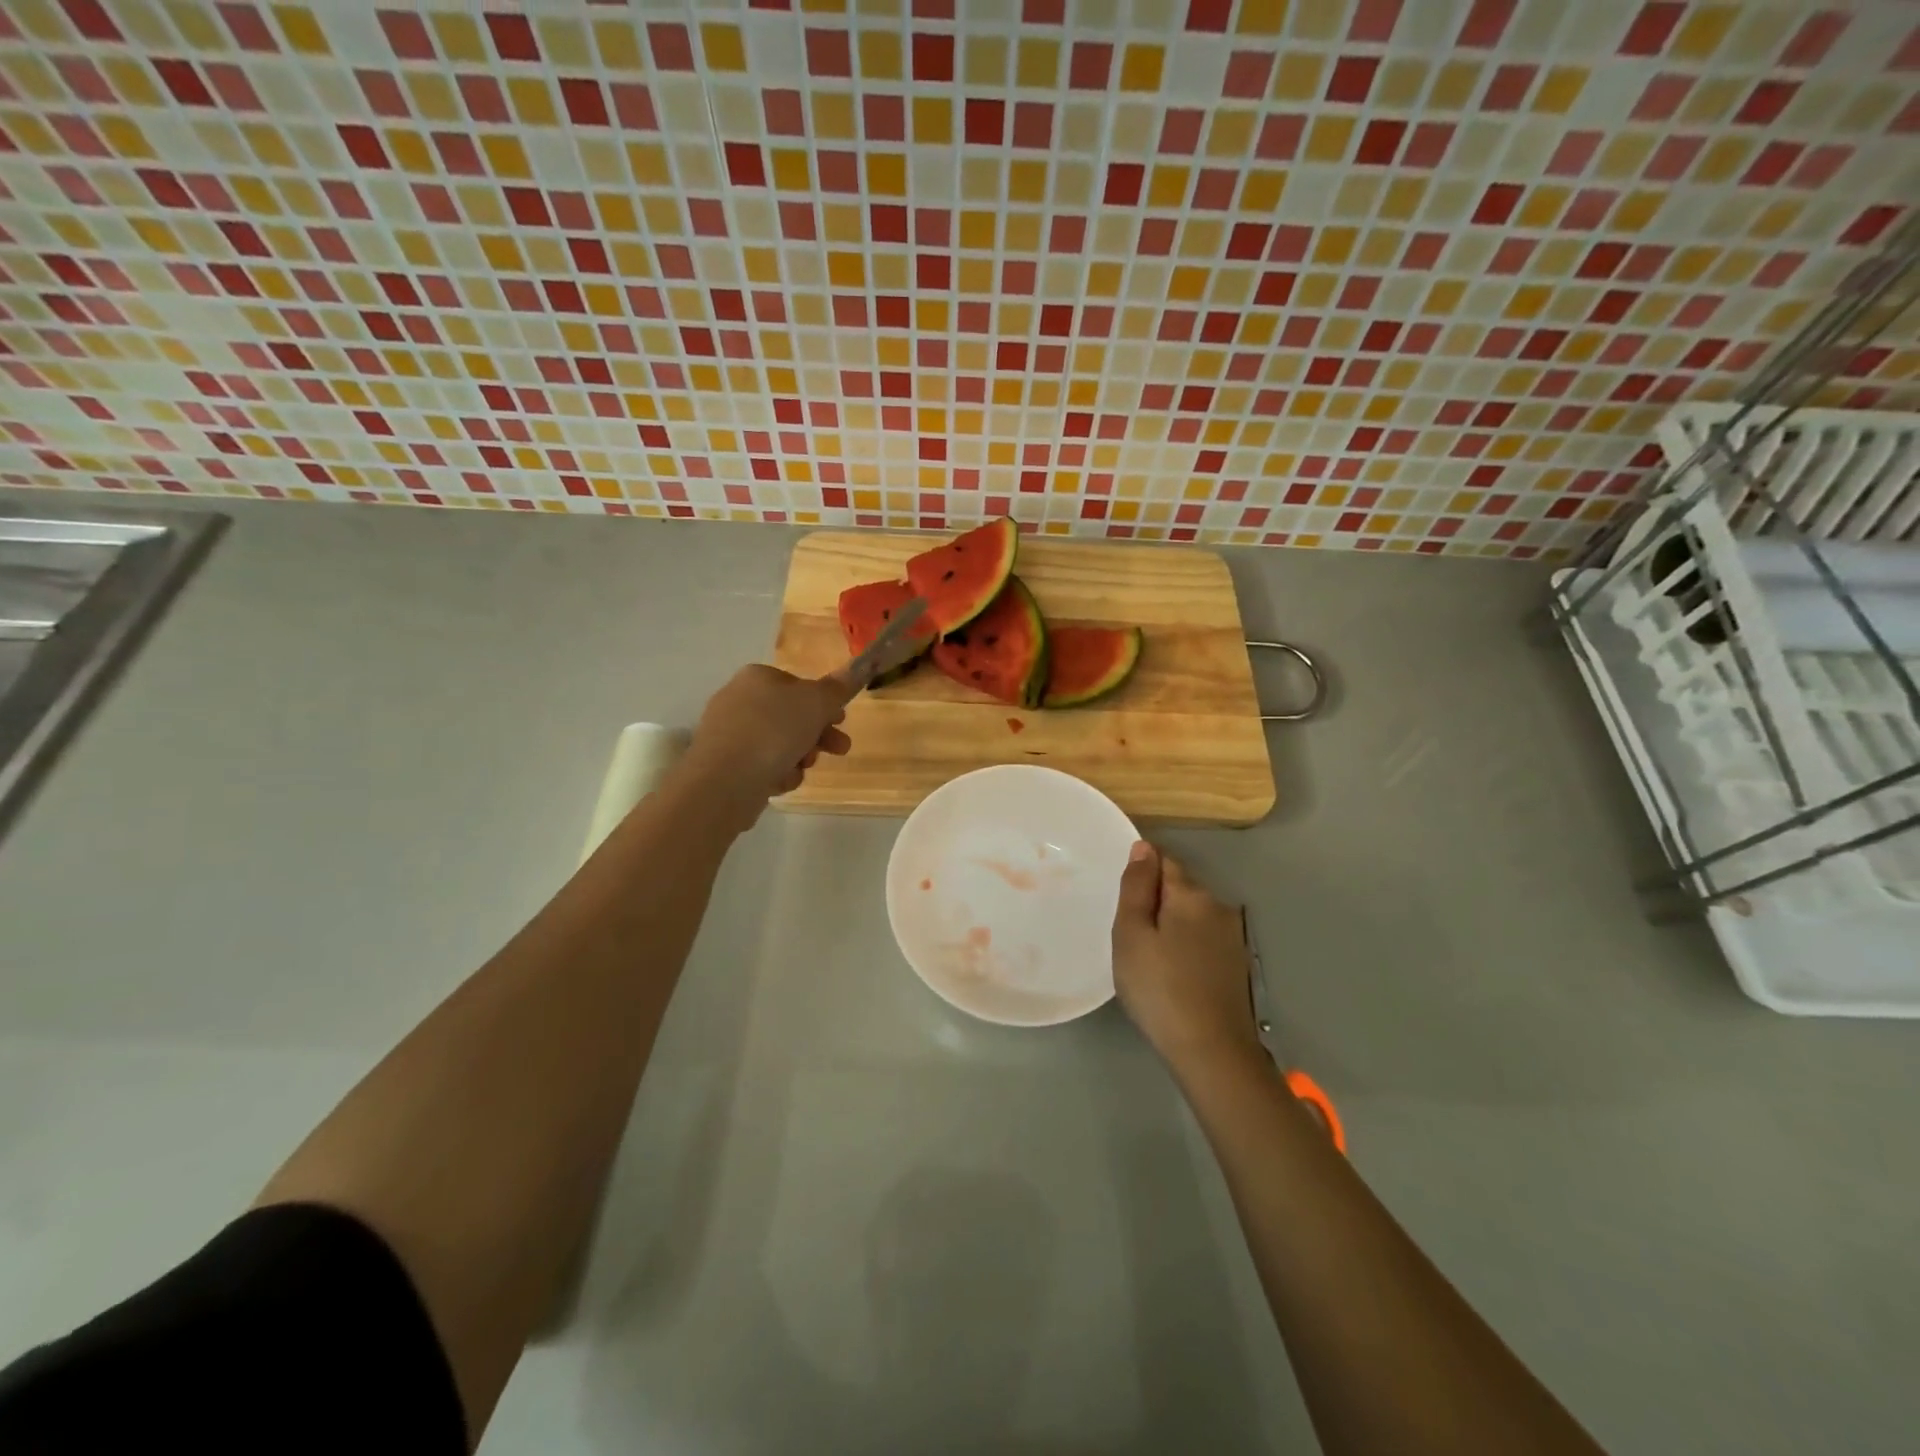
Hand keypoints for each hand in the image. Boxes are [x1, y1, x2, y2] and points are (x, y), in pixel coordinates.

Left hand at [680, 664, 854, 827]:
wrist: (724, 781)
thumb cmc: (773, 731)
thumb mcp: (816, 703)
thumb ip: (839, 687)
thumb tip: (859, 665)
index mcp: (757, 677)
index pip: (799, 685)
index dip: (825, 704)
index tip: (842, 721)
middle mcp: (739, 699)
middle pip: (791, 716)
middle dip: (818, 735)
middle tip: (840, 750)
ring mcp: (728, 732)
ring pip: (779, 743)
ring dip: (799, 757)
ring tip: (804, 768)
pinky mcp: (724, 763)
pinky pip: (761, 764)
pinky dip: (776, 773)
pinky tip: (779, 781)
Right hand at [1111, 842, 1263, 1071]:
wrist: (1211, 1052)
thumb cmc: (1159, 988)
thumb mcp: (1131, 934)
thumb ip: (1136, 887)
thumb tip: (1143, 848)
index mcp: (1191, 895)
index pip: (1163, 861)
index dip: (1141, 873)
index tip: (1122, 899)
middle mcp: (1218, 907)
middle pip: (1179, 888)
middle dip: (1155, 900)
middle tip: (1128, 934)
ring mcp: (1232, 937)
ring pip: (1192, 915)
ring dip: (1171, 924)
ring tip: (1148, 956)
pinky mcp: (1236, 964)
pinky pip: (1203, 939)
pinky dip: (1185, 945)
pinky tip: (1172, 973)